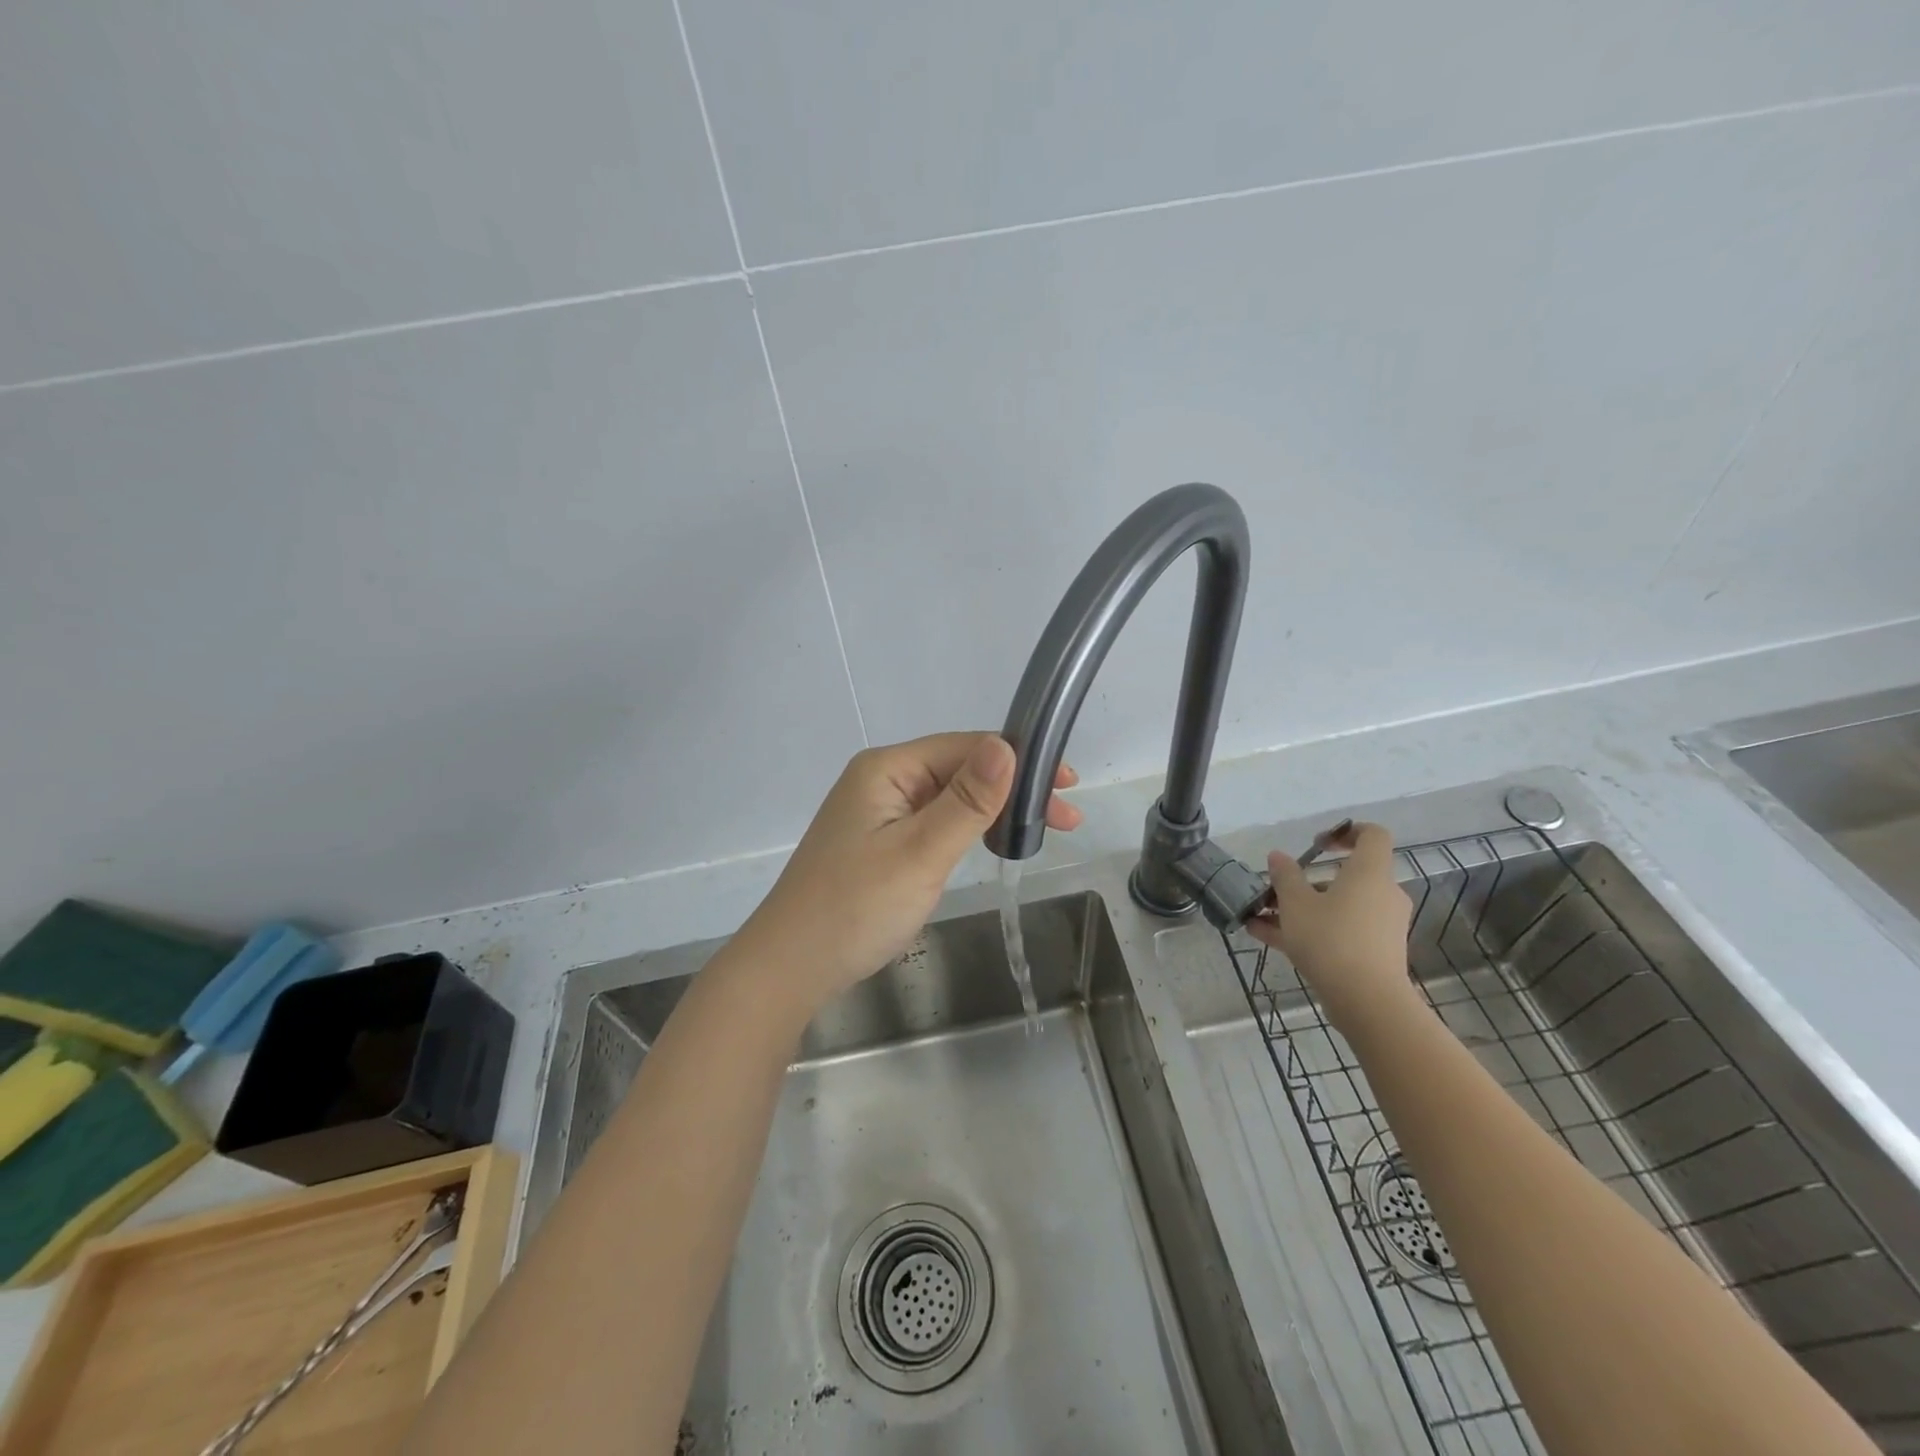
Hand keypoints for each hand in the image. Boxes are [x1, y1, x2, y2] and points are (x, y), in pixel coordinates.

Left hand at [730, 733, 1080, 1018]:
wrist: (791, 967)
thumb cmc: (855, 908)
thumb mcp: (920, 853)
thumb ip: (967, 801)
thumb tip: (1007, 745)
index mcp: (887, 768)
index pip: (966, 746)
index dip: (1019, 760)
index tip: (1067, 785)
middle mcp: (882, 779)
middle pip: (959, 769)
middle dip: (1013, 788)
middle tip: (1066, 818)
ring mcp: (879, 811)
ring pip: (949, 797)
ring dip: (994, 810)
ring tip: (1040, 832)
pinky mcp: (880, 841)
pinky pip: (934, 821)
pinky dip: (968, 829)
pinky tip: (992, 842)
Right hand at [1248, 822, 1414, 1031]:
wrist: (1367, 1001)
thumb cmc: (1331, 939)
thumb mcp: (1295, 904)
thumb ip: (1285, 876)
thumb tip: (1277, 857)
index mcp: (1369, 873)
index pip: (1373, 835)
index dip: (1346, 831)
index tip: (1316, 844)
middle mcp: (1381, 894)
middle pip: (1345, 875)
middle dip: (1305, 881)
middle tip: (1275, 889)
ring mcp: (1380, 925)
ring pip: (1336, 906)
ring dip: (1299, 908)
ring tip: (1260, 917)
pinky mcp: (1373, 952)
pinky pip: (1338, 930)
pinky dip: (1309, 930)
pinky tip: (1266, 937)